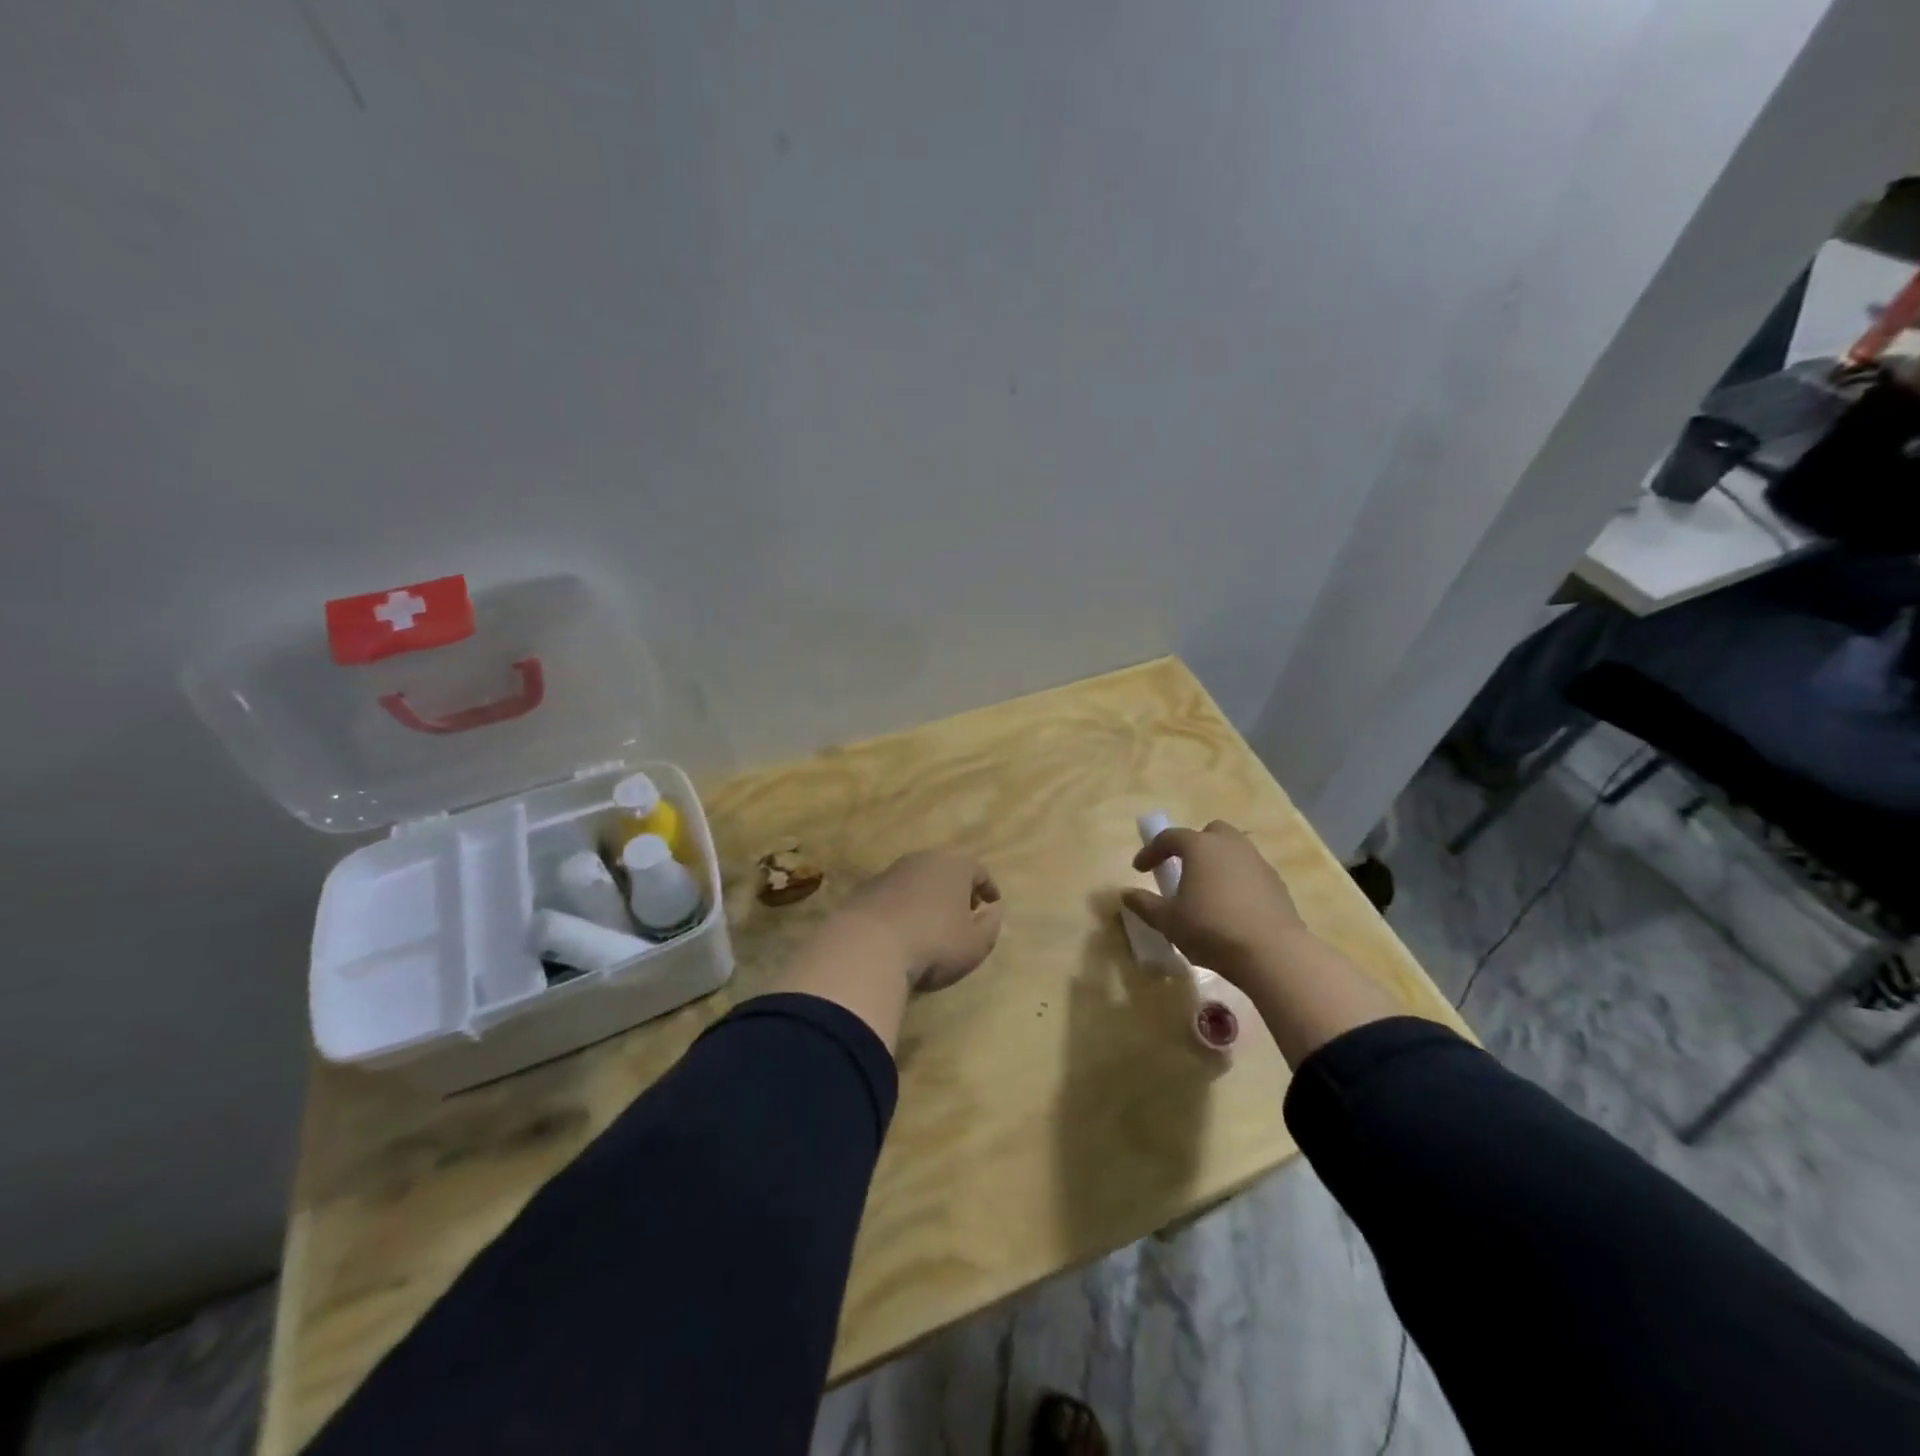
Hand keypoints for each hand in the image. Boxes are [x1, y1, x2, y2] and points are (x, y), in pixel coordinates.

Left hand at [834, 850, 1003, 991]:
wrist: (867, 947)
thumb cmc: (933, 944)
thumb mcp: (974, 945)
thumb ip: (990, 926)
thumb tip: (993, 912)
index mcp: (953, 867)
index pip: (978, 870)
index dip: (988, 886)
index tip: (993, 901)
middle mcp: (922, 861)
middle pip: (946, 869)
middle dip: (958, 888)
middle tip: (965, 908)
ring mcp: (890, 873)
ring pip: (918, 879)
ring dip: (929, 895)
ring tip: (934, 919)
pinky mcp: (866, 890)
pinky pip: (895, 894)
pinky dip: (905, 905)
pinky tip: (904, 927)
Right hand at [1122, 820, 1307, 988]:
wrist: (1272, 953)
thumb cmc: (1211, 929)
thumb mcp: (1168, 921)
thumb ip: (1145, 905)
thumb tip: (1126, 894)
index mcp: (1200, 847)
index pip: (1169, 838)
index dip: (1151, 851)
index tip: (1139, 869)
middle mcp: (1230, 845)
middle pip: (1209, 832)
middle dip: (1193, 845)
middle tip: (1182, 869)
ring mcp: (1258, 862)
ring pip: (1233, 851)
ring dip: (1217, 863)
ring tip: (1207, 890)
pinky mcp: (1277, 883)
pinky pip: (1250, 872)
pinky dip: (1237, 881)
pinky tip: (1232, 907)